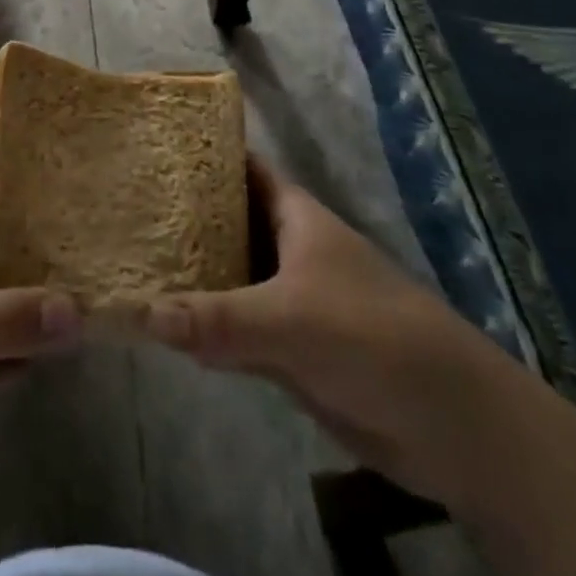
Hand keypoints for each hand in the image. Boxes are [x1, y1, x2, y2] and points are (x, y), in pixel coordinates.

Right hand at [137, 156, 513, 502]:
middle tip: (122, 210)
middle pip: (227, 223)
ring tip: (127, 261)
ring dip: (189, 276)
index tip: (153, 151)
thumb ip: (216, 318)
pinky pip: (236, 330)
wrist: (453, 425)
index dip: (203, 156)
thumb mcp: (291, 319)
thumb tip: (137, 312)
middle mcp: (289, 249)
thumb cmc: (373, 337)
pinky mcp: (290, 350)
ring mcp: (289, 300)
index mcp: (296, 217)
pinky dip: (204, 328)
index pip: (243, 170)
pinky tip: (162, 327)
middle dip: (182, 218)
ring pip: (229, 278)